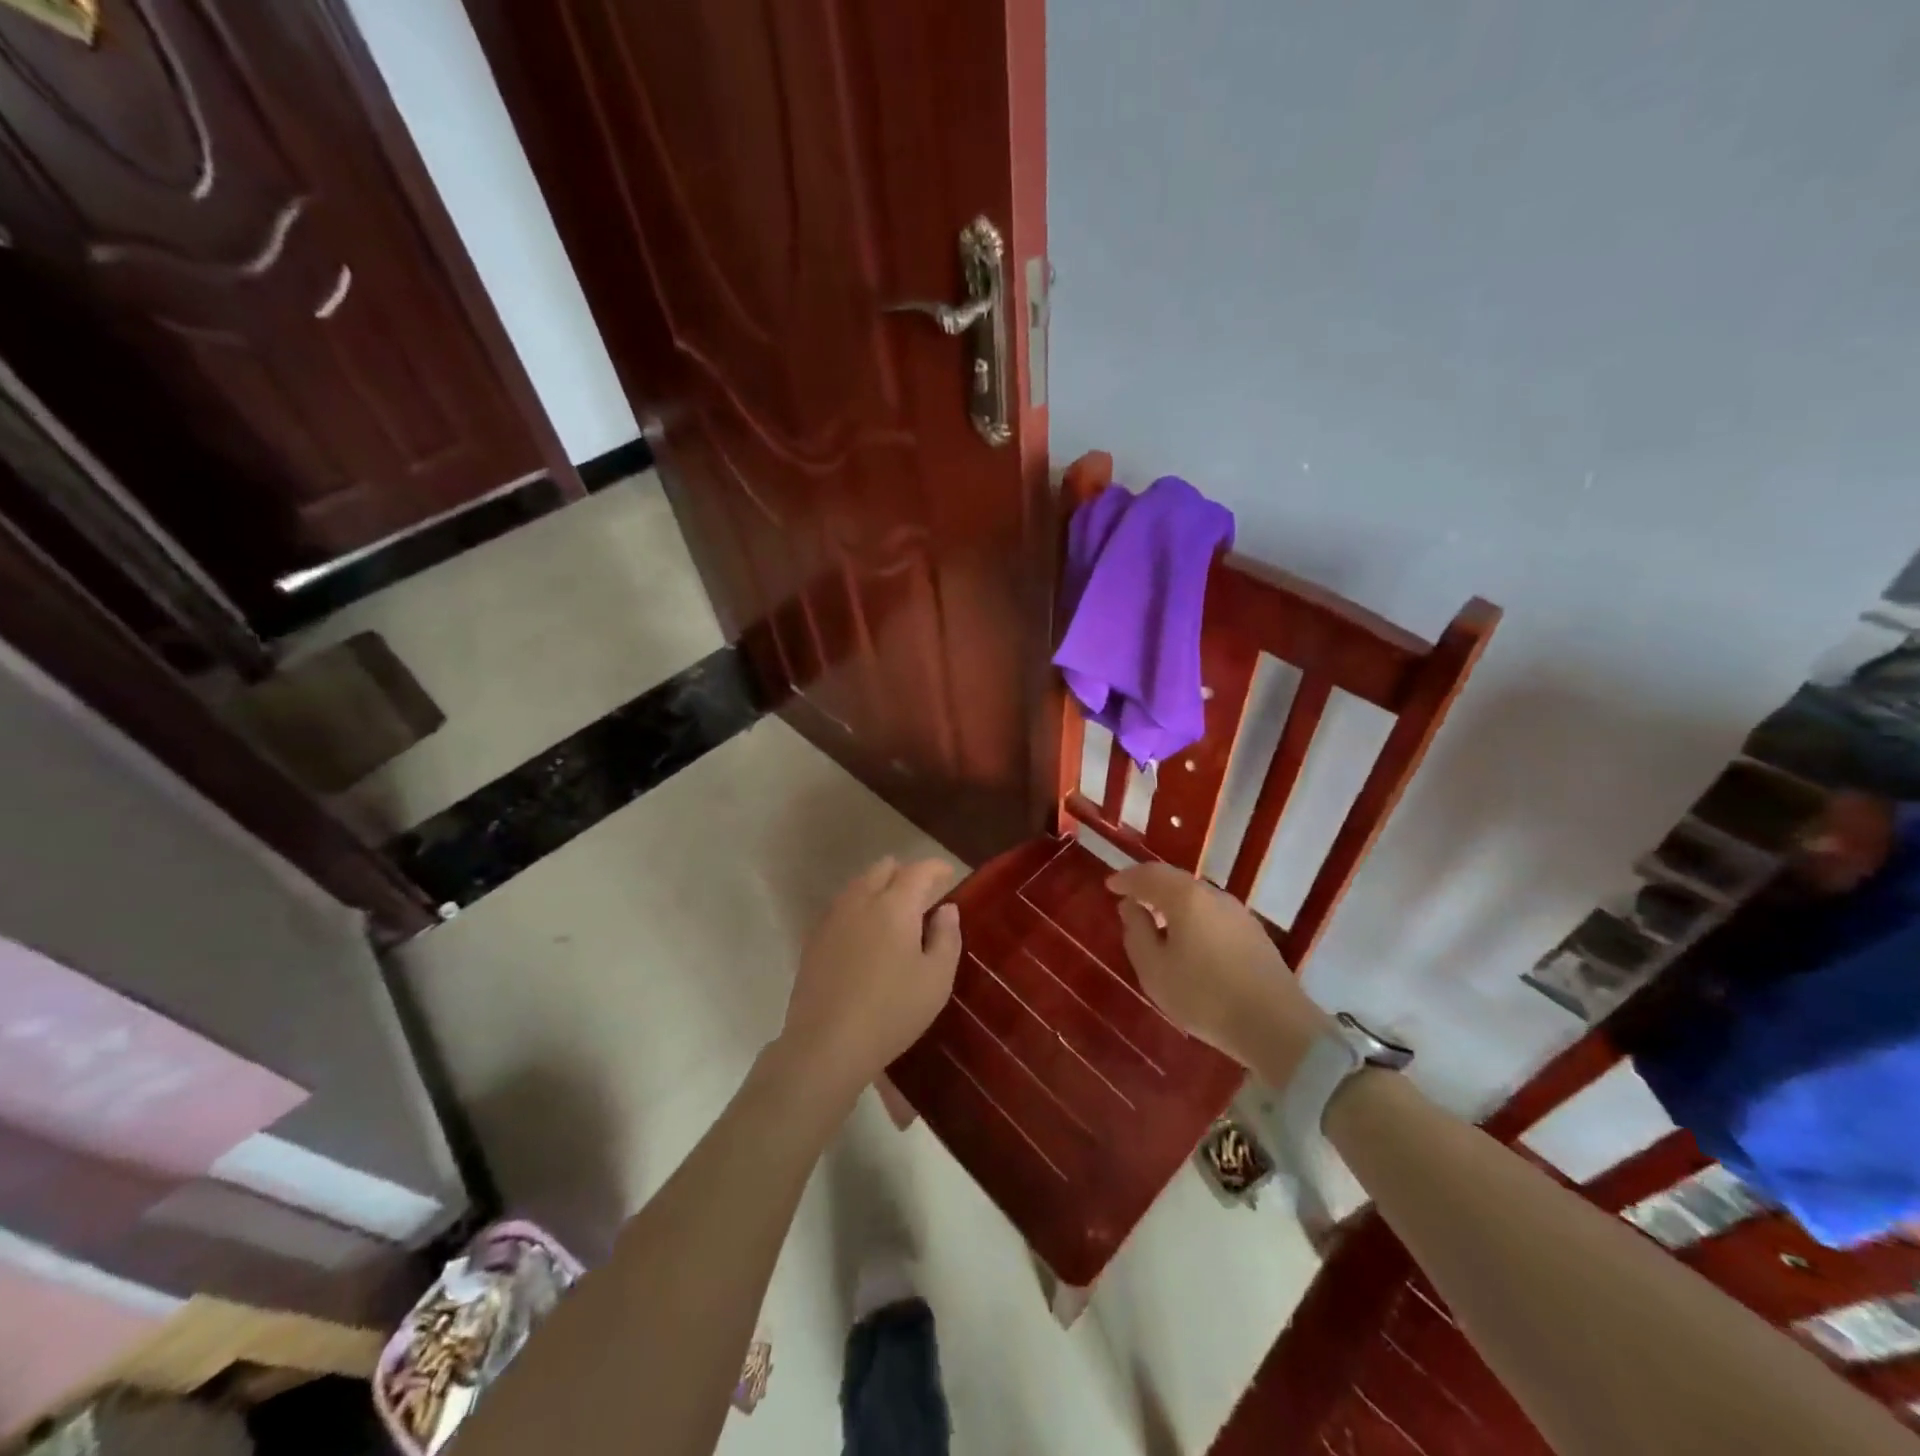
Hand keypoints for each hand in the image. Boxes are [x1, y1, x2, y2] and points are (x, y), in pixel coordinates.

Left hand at [778, 857, 961, 1100]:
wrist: (826, 1044)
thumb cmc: (892, 1011)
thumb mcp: (937, 979)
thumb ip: (947, 937)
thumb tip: (946, 908)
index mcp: (895, 905)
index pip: (919, 870)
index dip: (937, 868)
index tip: (949, 876)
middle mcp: (860, 900)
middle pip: (884, 868)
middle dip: (906, 874)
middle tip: (923, 898)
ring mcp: (832, 917)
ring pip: (859, 884)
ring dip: (880, 889)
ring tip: (895, 916)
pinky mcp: (813, 938)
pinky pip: (841, 907)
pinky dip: (859, 908)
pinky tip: (866, 936)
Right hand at [1108, 863, 1332, 1081]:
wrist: (1276, 1026)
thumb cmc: (1204, 996)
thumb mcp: (1154, 970)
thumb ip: (1136, 932)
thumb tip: (1131, 907)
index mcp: (1186, 898)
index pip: (1149, 875)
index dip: (1126, 879)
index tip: (1110, 886)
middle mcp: (1213, 896)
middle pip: (1175, 881)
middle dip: (1150, 887)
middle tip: (1131, 898)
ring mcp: (1238, 914)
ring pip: (1197, 897)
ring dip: (1173, 903)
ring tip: (1157, 920)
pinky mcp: (1254, 934)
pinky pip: (1213, 914)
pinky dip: (1193, 917)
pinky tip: (1188, 939)